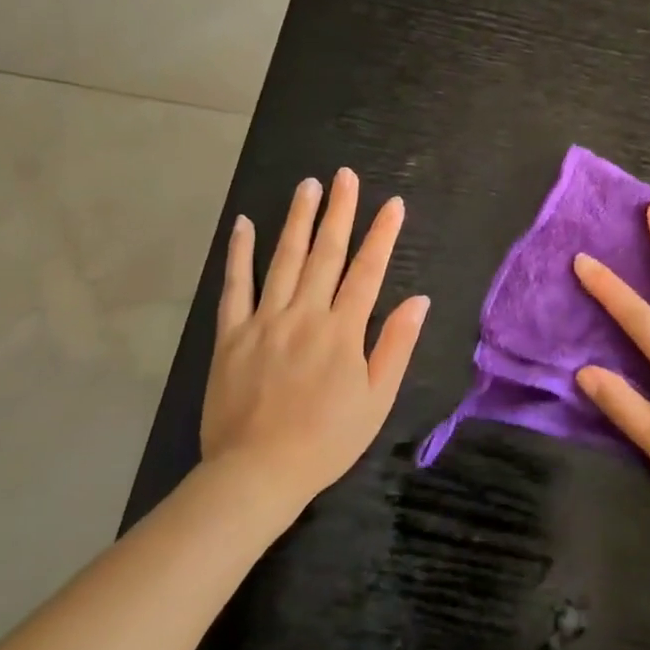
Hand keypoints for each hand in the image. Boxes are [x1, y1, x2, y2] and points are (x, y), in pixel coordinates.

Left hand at [202, 168, 429, 502]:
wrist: (257, 473)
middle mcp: (305, 314)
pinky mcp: (231, 334)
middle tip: (344, 176)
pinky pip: (235, 286)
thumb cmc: (326, 440)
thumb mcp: (377, 399)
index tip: (392, 203)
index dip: (382, 234)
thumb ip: (396, 345)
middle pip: (326, 253)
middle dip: (339, 211)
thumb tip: (418, 299)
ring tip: (307, 186)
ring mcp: (265, 320)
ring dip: (297, 220)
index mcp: (343, 330)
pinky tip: (244, 224)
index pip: (368, 270)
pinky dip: (240, 253)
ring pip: (284, 259)